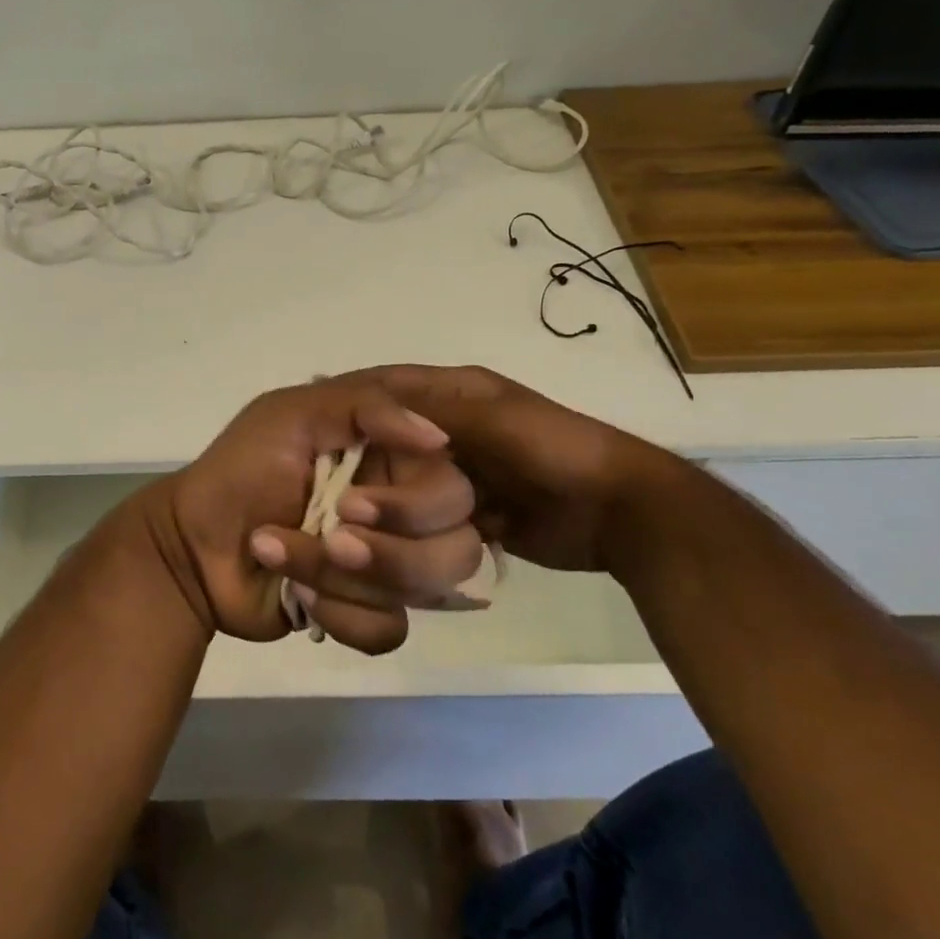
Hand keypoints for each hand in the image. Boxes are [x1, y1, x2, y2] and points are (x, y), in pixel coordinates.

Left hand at [131, 377, 485, 653]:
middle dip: (387, 553)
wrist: (192, 546)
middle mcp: (402, 512)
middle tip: (330, 537)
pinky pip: (389, 630)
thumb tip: (440, 439)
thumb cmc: (240, 470)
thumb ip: (365, 407)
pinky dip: (340, 615)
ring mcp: (388, 565)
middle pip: (456, 549)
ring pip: (421, 593)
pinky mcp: (367, 611)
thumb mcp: (291, 414)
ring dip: (343, 578)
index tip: (352, 503)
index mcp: (392, 460)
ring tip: (284, 556)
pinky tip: (296, 595)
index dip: (415, 507)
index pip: (454, 489)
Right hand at [356, 364, 678, 576]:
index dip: (355, 410)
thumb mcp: (494, 420)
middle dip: (365, 468)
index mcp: (456, 395)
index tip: (318, 434)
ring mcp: (461, 474)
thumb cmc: (556, 450)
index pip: (388, 394)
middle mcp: (450, 430)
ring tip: (353, 526)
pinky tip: (385, 544)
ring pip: (405, 486)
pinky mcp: (473, 513)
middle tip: (331, 494)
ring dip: (387, 506)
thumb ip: (433, 414)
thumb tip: (365, 404)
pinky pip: (428, 521)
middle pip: (391, 445)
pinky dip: (412, 533)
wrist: (621, 512)